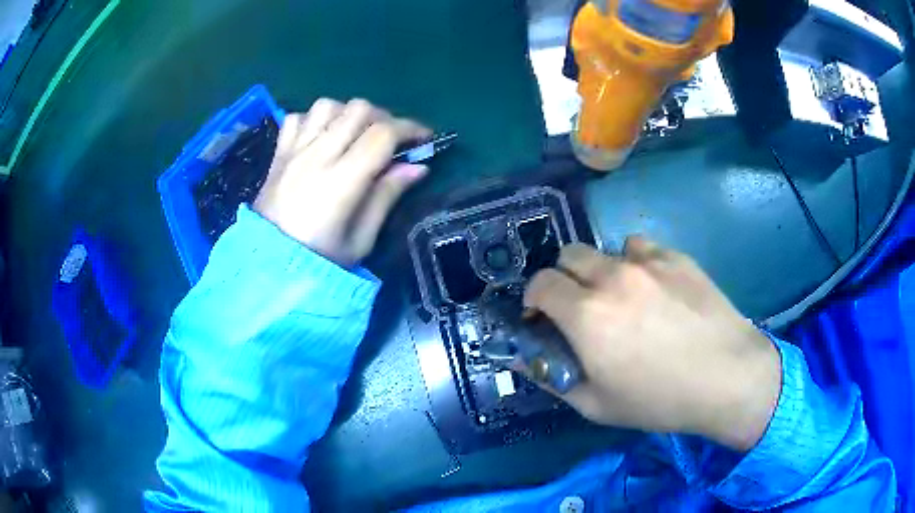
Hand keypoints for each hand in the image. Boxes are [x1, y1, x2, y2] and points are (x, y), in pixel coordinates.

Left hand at [255, 98, 431, 266]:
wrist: (268, 268)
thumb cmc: (320, 261)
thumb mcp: (361, 240)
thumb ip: (387, 197)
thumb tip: (417, 166)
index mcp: (341, 180)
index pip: (382, 134)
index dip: (410, 129)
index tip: (425, 139)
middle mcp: (316, 156)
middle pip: (358, 109)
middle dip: (384, 118)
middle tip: (392, 140)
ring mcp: (293, 151)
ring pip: (327, 105)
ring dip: (348, 114)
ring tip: (355, 136)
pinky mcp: (278, 154)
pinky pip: (297, 117)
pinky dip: (315, 120)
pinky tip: (321, 138)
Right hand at [524, 239, 781, 451]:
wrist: (727, 377)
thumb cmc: (660, 399)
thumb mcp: (596, 405)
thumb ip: (553, 380)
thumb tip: (524, 361)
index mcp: (586, 315)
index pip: (541, 283)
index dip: (534, 297)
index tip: (542, 315)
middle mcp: (612, 278)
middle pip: (568, 255)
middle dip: (563, 278)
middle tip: (578, 306)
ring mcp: (647, 262)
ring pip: (606, 251)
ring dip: (601, 272)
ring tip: (622, 298)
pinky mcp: (676, 257)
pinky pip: (641, 249)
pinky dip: (635, 264)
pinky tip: (654, 288)